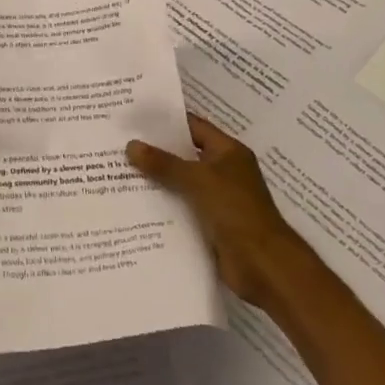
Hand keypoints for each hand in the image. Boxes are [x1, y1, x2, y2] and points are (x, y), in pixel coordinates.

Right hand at [126, 114, 301, 302]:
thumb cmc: (236, 211)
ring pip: (181, 183)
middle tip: (120, 143)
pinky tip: (135, 204)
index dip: (166, 121)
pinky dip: (163, 206)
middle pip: (184, 155)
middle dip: (155, 151)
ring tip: (120, 172)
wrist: (264, 266)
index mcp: (228, 152)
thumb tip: (131, 145)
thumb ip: (164, 163)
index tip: (135, 118)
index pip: (193, 127)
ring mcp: (218, 199)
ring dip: (156, 180)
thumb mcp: (198, 180)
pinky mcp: (211, 225)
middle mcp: (224, 171)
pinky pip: (182, 208)